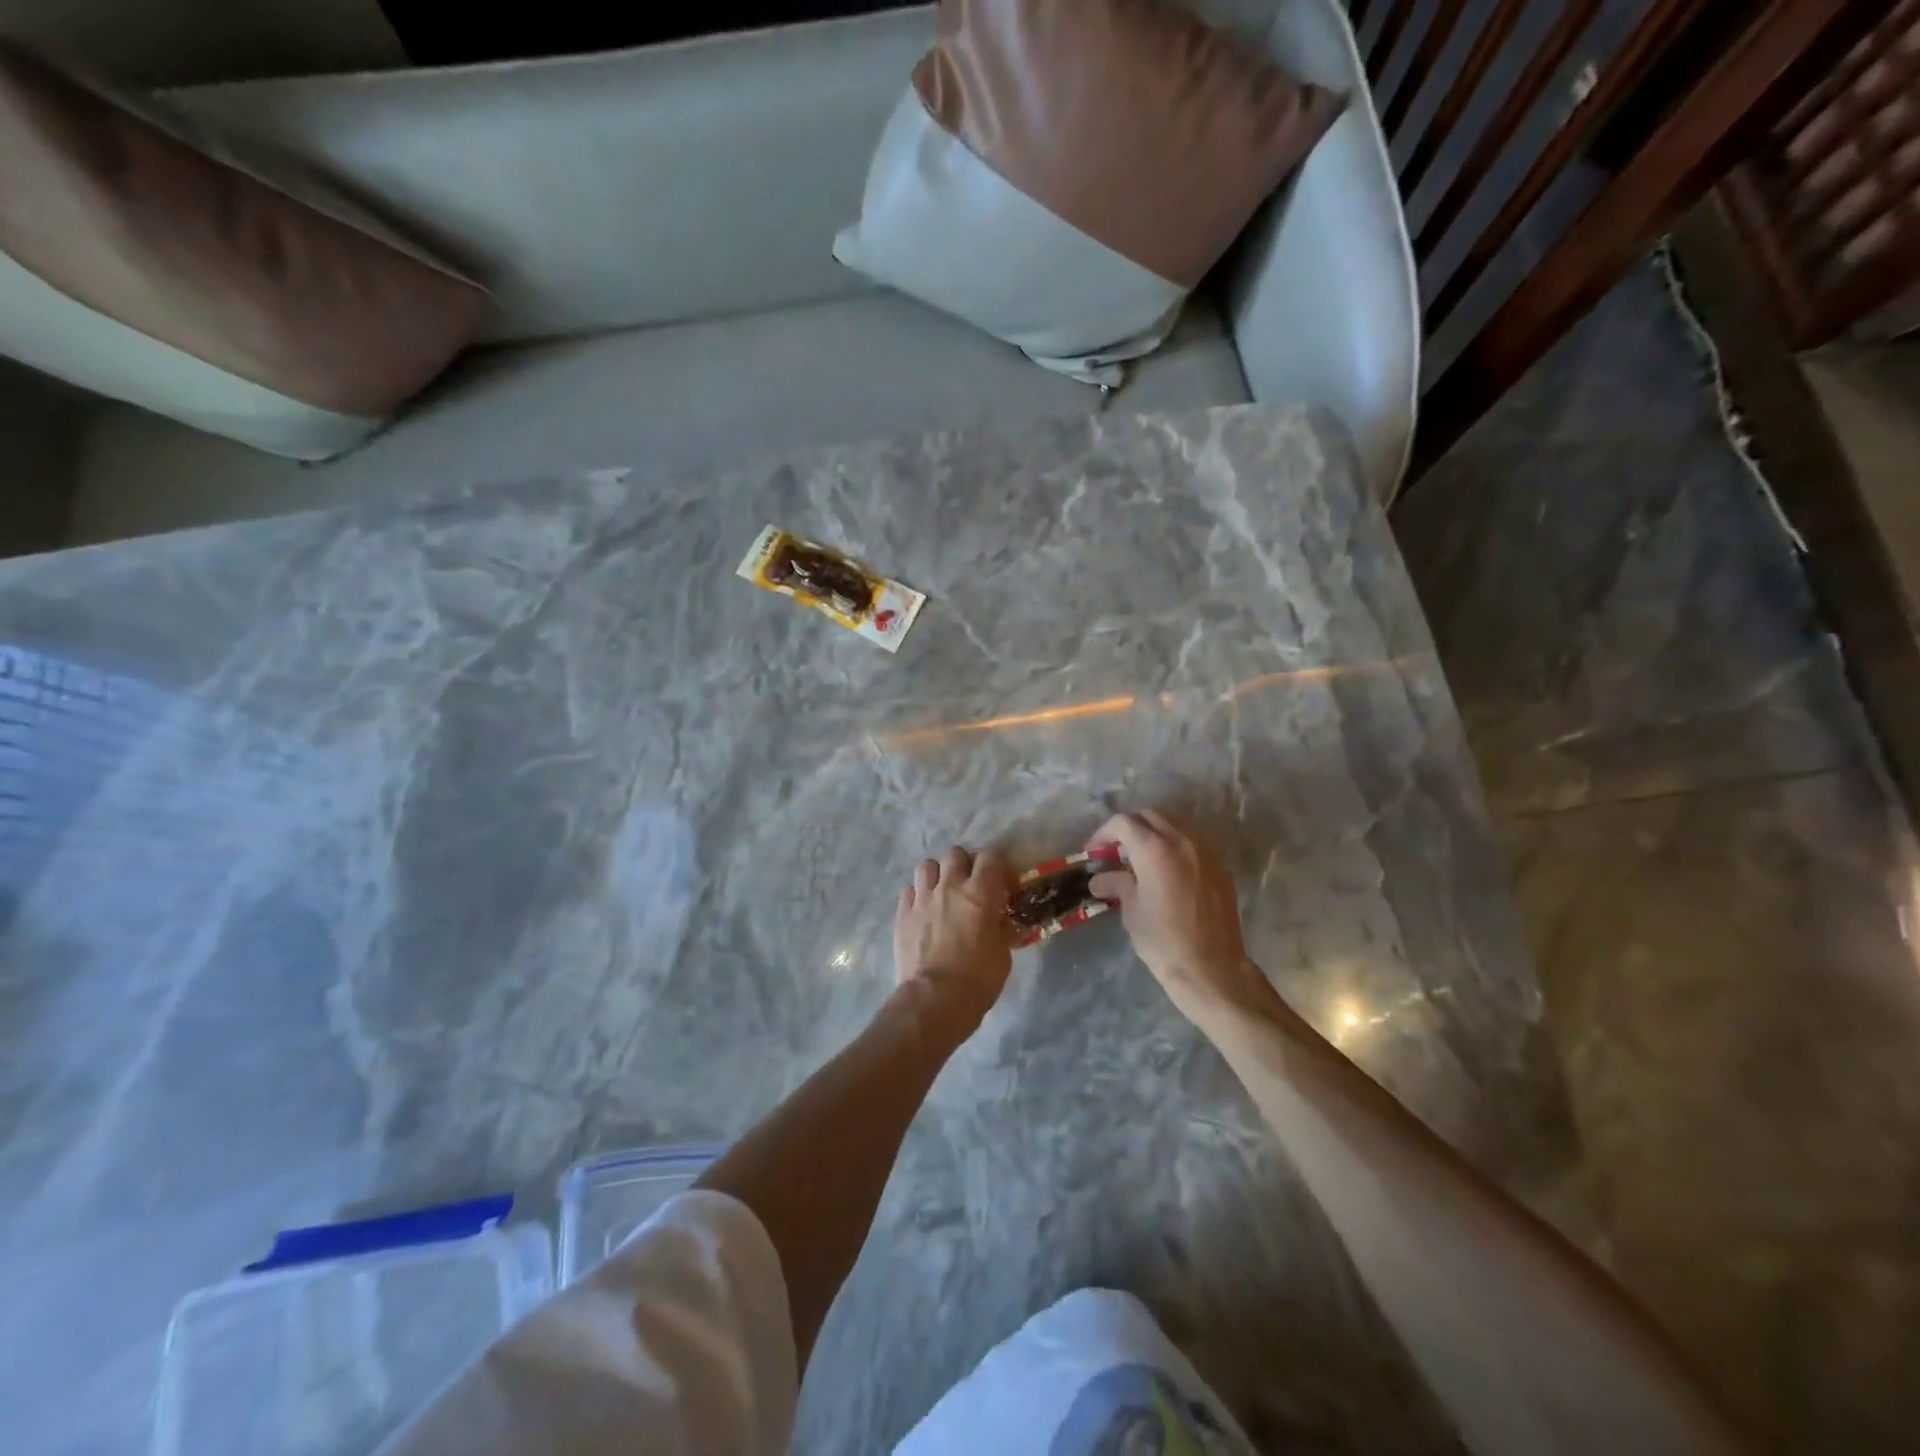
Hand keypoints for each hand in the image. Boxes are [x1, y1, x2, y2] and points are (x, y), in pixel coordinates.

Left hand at [893, 846, 1015, 1023]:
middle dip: (964, 864)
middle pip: (955, 853)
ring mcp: (922, 898)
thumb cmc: (978, 978)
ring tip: (942, 891)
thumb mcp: (1003, 952)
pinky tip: (922, 910)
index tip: (1001, 882)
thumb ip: (1001, 927)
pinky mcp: (902, 913)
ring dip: (937, 874)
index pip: (990, 857)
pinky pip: (909, 890)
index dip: (997, 866)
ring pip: (927, 865)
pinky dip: (917, 895)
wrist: (936, 998)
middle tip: (970, 884)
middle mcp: (950, 886)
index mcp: (980, 893)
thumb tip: (1000, 921)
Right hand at [1088, 811, 1273, 1024]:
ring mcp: (1206, 852)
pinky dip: (1174, 848)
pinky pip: (1192, 844)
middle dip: (1129, 829)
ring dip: (1153, 835)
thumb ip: (1117, 884)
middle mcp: (1182, 841)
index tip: (1094, 853)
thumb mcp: (1131, 911)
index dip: (1103, 833)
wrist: (1212, 968)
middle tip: (1115, 853)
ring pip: (1174, 826)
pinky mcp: (1220, 868)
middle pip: (1150, 817)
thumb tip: (1100, 879)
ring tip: (1141, 861)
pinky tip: (1167, 873)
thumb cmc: (1163, 940)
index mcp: (1155, 849)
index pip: (1123, 822)